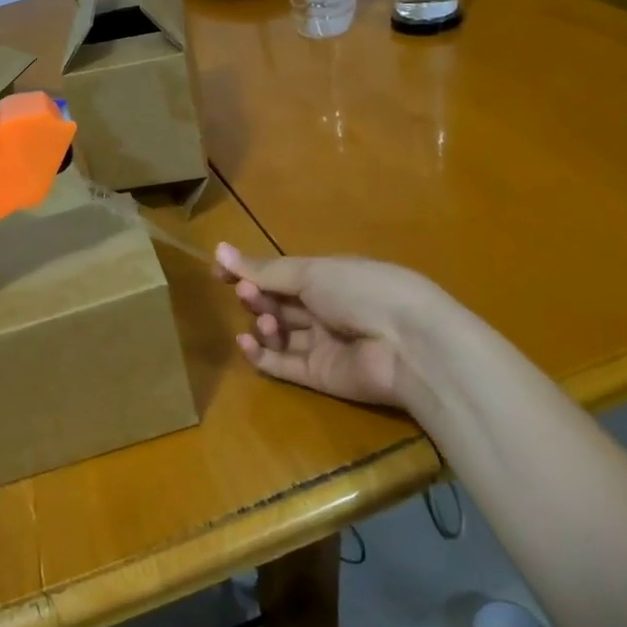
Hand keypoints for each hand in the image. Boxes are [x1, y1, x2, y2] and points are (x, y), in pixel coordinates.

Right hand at [214, 245, 436, 408]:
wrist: (408, 344)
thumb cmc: (362, 291)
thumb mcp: (311, 272)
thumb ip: (264, 269)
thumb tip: (218, 250)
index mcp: (329, 277)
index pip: (281, 273)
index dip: (250, 271)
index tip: (219, 271)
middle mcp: (325, 309)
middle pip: (279, 302)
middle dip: (257, 295)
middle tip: (246, 293)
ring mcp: (322, 344)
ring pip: (279, 333)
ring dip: (263, 323)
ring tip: (266, 321)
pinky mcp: (319, 376)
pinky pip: (282, 364)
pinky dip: (261, 354)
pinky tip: (247, 342)